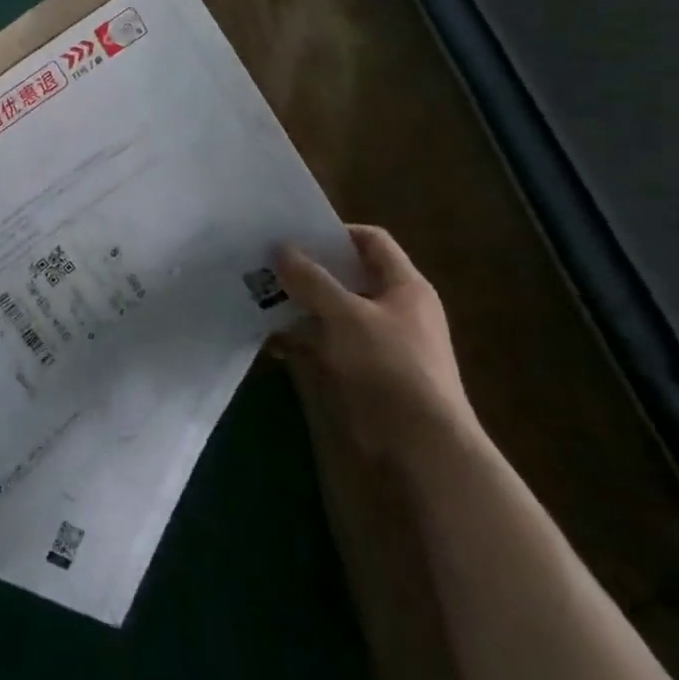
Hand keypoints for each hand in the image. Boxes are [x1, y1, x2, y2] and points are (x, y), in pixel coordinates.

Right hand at [269, 224, 476, 462]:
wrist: (422, 447)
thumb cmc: (390, 367)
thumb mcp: (346, 315)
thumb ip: (312, 279)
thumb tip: (282, 248)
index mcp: (404, 287)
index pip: (371, 241)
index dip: (335, 232)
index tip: (294, 234)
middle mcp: (393, 309)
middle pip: (345, 275)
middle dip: (305, 269)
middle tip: (264, 262)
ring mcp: (376, 342)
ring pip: (330, 310)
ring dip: (296, 304)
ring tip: (256, 295)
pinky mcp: (361, 372)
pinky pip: (324, 343)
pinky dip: (299, 338)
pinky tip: (268, 338)